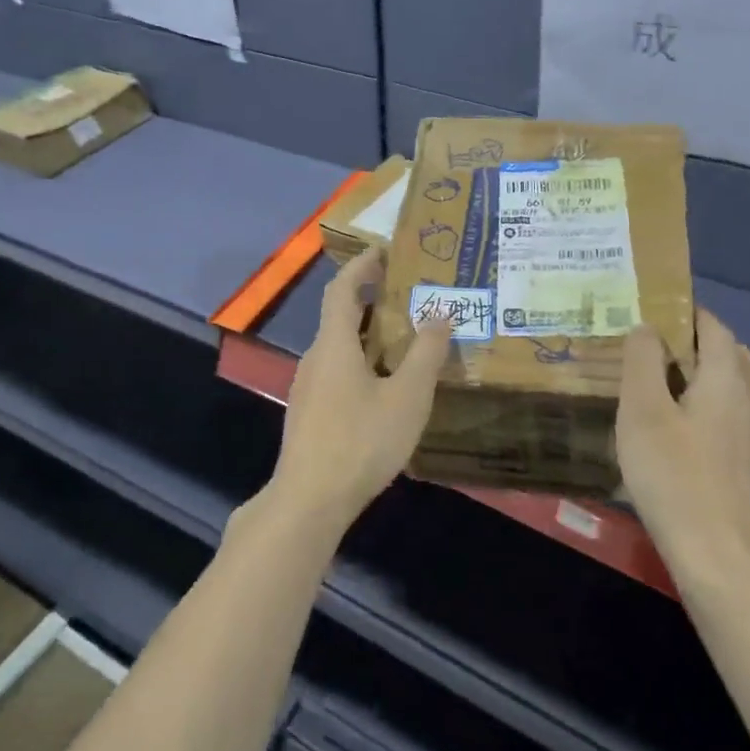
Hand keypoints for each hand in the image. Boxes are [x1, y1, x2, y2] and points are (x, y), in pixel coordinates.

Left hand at [269, 249, 453, 532]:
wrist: (309, 501)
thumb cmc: (360, 441)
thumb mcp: (407, 397)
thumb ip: (426, 354)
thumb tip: (441, 313)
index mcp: (334, 344)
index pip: (342, 288)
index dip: (362, 265)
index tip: (385, 250)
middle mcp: (315, 358)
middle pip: (340, 315)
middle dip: (372, 299)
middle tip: (409, 294)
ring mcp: (308, 387)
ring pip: (339, 347)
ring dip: (368, 334)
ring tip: (405, 338)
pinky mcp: (310, 413)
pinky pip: (337, 371)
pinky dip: (361, 361)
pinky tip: (385, 385)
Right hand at [617, 309, 749, 577]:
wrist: (714, 553)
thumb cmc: (673, 474)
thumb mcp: (643, 410)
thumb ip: (643, 361)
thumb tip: (646, 327)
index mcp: (725, 378)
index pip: (712, 325)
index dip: (684, 310)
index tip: (647, 307)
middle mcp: (744, 398)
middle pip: (725, 352)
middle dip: (690, 338)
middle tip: (646, 341)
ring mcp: (745, 432)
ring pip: (726, 383)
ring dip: (694, 370)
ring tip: (651, 376)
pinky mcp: (738, 460)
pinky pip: (721, 410)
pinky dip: (698, 398)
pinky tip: (666, 420)